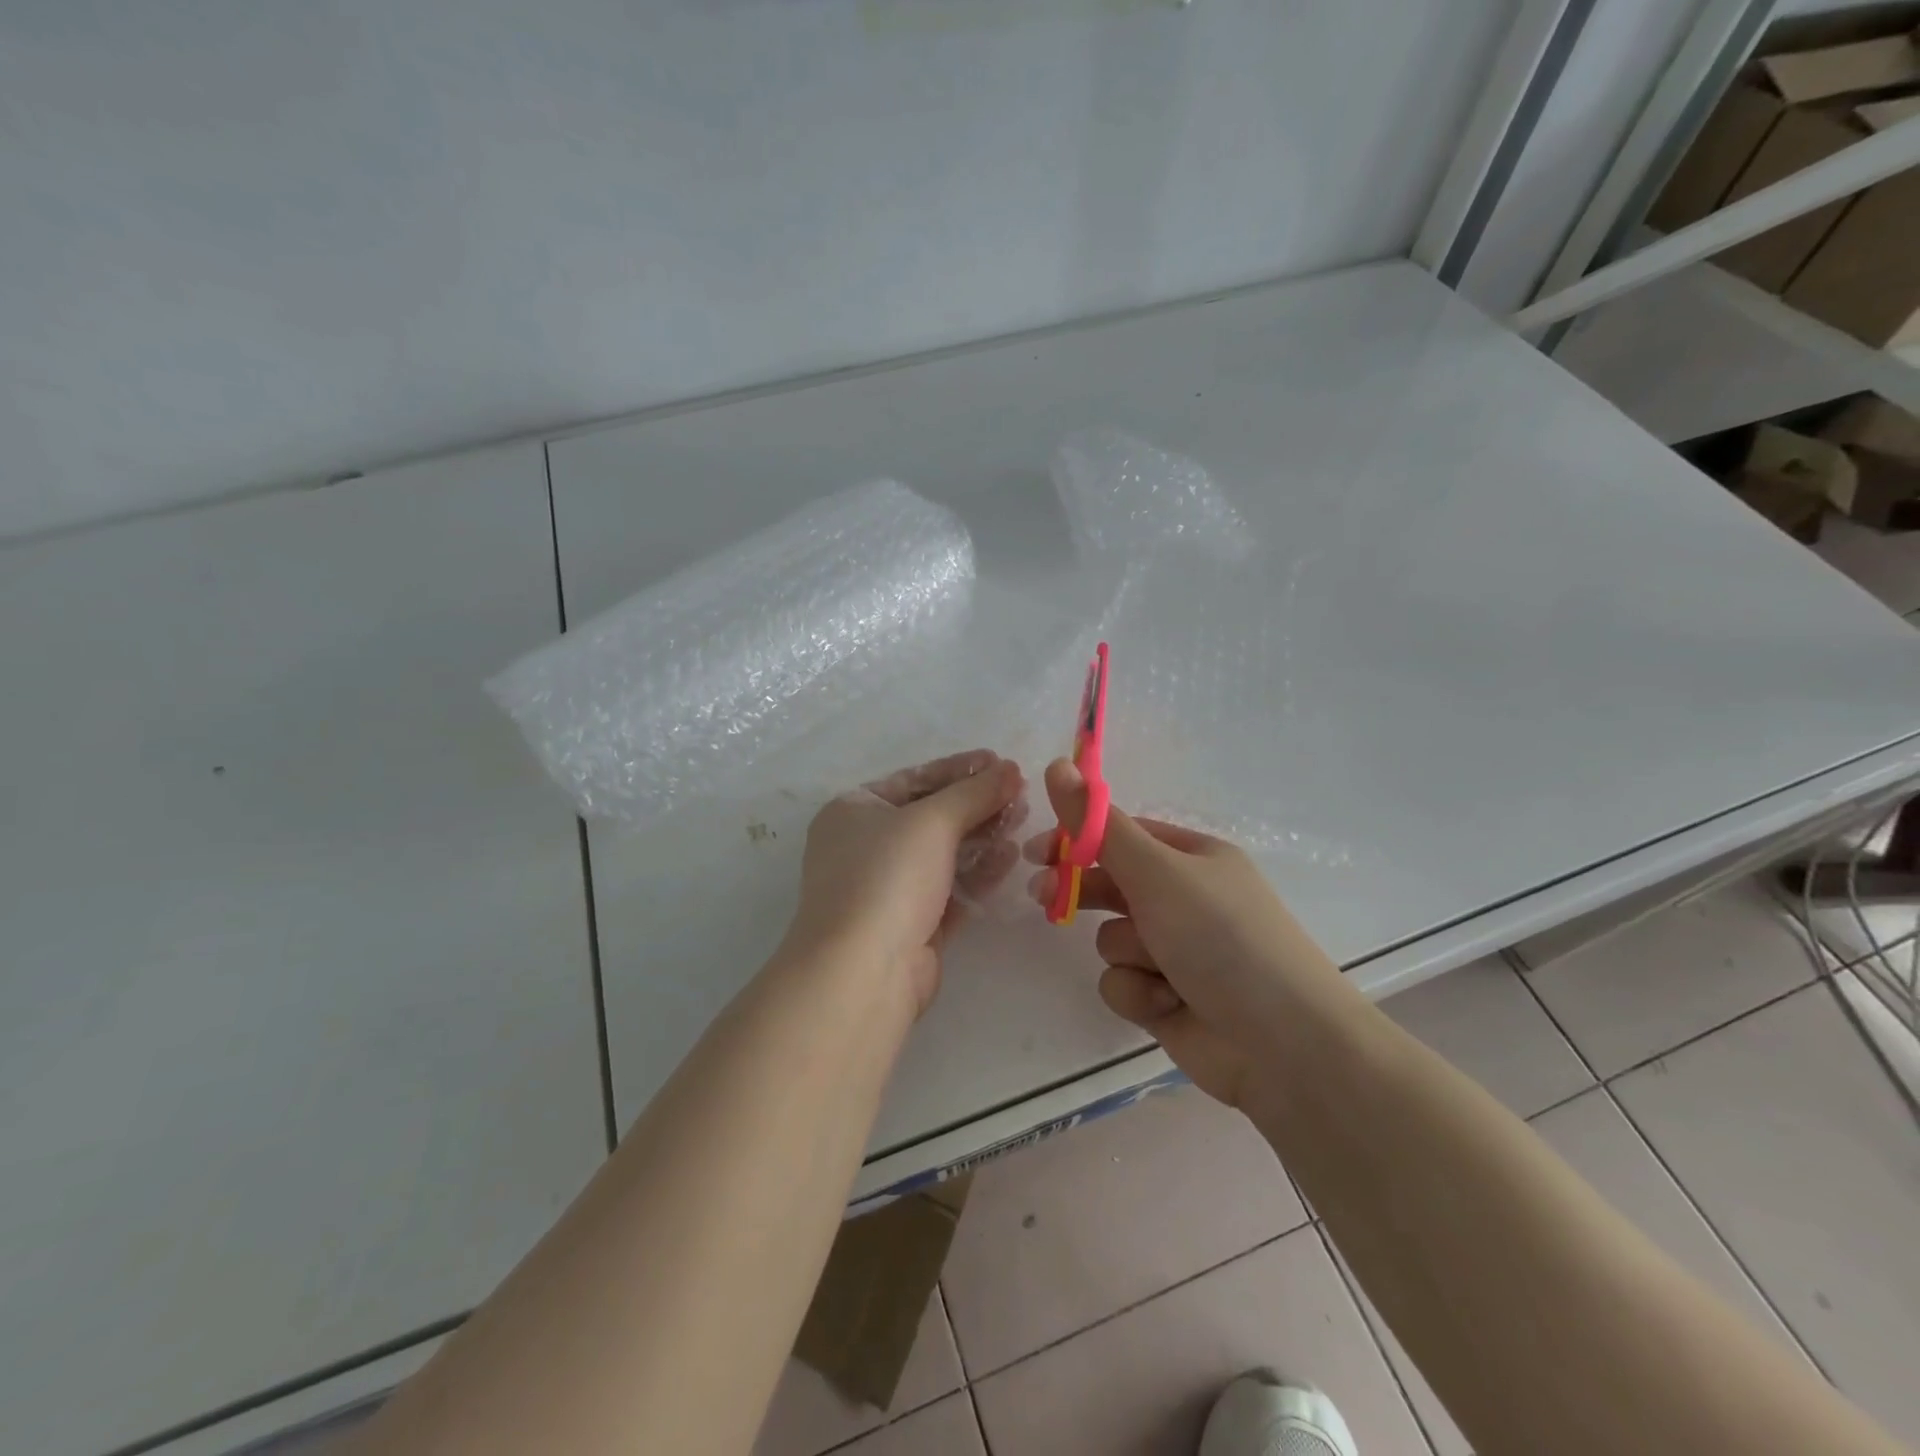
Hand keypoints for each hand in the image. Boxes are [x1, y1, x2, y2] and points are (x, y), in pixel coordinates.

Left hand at [786, 750, 1025, 1015]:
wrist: (864, 971)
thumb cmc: (887, 877)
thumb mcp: (932, 821)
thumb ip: (975, 792)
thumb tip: (1010, 768)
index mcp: (854, 810)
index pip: (914, 778)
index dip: (959, 769)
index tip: (1000, 760)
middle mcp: (866, 845)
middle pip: (931, 815)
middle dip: (976, 803)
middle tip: (1020, 792)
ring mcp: (888, 887)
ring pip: (944, 852)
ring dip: (983, 835)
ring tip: (1023, 818)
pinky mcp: (912, 923)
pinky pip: (951, 886)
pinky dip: (979, 870)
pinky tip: (1011, 855)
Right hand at [1025, 758, 1344, 1107]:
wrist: (1282, 1043)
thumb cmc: (1220, 937)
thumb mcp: (1156, 871)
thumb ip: (1098, 824)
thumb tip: (1056, 764)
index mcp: (1192, 858)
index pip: (1121, 836)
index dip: (1077, 840)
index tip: (1037, 851)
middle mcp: (1184, 899)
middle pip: (1111, 885)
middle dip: (1080, 892)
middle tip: (1042, 895)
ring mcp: (1176, 951)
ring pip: (1113, 940)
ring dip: (1128, 953)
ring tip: (1160, 968)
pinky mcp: (1167, 997)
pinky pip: (1123, 983)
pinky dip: (1139, 992)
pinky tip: (1167, 1003)